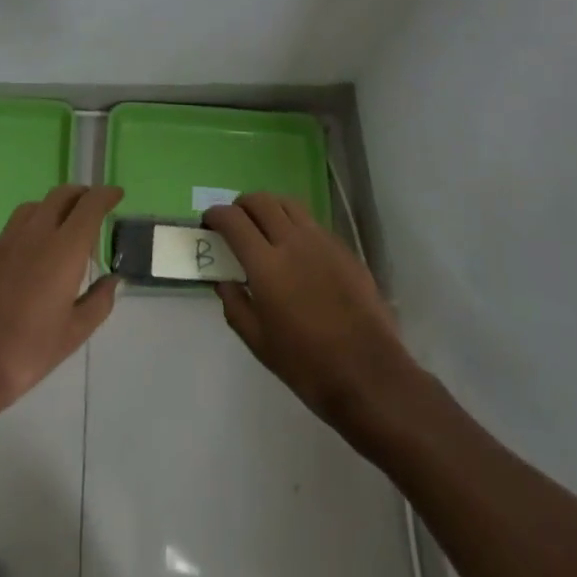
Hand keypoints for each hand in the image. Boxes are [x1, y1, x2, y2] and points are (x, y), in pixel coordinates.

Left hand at [0, 185, 121, 436]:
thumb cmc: (26, 352)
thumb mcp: (73, 335)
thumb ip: (98, 302)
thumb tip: (113, 280)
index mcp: (64, 249)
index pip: (90, 205)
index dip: (106, 195)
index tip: (116, 194)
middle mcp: (34, 233)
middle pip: (60, 196)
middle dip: (80, 195)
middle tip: (90, 206)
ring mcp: (1, 241)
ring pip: (31, 209)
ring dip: (50, 209)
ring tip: (57, 229)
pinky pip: (6, 234)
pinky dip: (22, 236)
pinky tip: (21, 262)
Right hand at [204, 193, 416, 429]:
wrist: (368, 374)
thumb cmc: (307, 365)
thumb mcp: (259, 343)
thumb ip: (236, 305)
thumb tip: (224, 281)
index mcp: (266, 264)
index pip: (233, 221)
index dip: (216, 215)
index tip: (209, 222)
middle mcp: (293, 241)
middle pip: (261, 201)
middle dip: (241, 205)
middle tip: (235, 221)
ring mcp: (322, 241)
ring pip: (289, 204)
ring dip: (270, 207)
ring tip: (265, 226)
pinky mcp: (344, 248)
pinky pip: (312, 223)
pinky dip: (296, 224)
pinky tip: (297, 248)